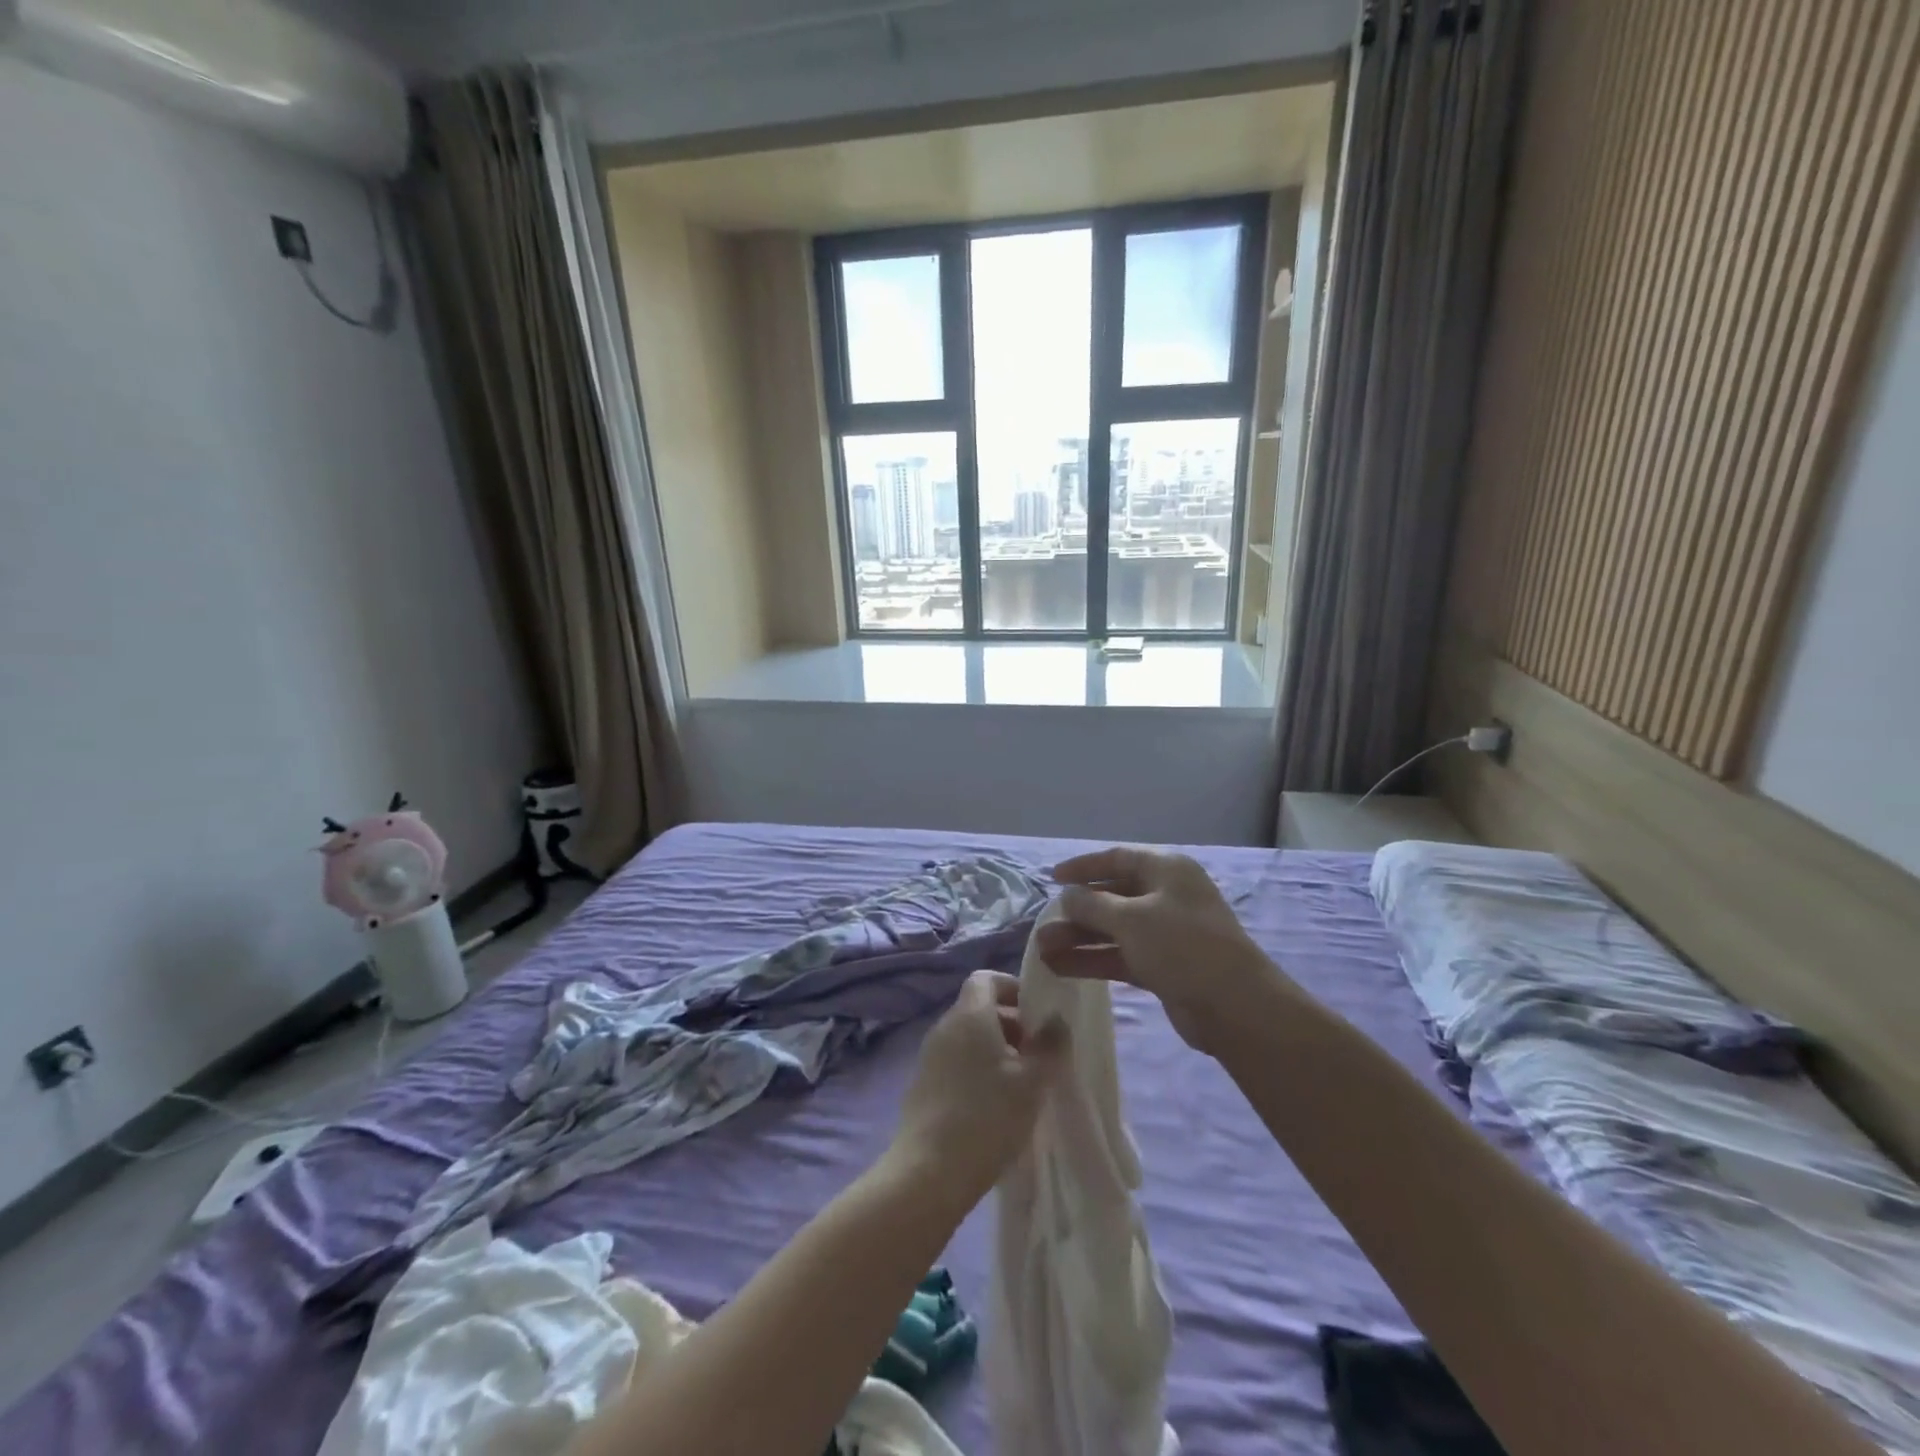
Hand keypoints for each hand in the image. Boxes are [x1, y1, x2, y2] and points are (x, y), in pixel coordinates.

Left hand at [886, 970, 1065, 1212]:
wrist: (929, 1172)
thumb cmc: (987, 1117)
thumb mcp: (1032, 1082)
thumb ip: (1049, 1046)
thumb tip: (1056, 1020)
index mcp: (969, 1015)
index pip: (986, 978)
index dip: (1012, 988)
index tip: (1037, 1014)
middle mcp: (945, 1026)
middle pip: (979, 1008)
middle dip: (1012, 1023)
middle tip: (1039, 1054)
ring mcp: (930, 1055)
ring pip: (968, 1036)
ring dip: (997, 1049)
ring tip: (1023, 1083)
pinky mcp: (924, 1084)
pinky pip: (956, 1061)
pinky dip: (978, 1069)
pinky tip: (996, 1104)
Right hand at [1038, 846, 1290, 1054]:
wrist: (1235, 1006)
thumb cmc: (1182, 946)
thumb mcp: (1131, 918)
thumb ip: (1092, 905)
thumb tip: (1067, 896)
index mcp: (1166, 869)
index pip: (1117, 858)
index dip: (1083, 866)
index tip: (1051, 878)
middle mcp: (1166, 895)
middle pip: (1112, 895)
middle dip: (1076, 911)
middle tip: (1042, 924)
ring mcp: (1165, 932)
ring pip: (1113, 929)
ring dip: (1079, 938)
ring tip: (1042, 950)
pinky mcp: (1163, 965)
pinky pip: (1120, 955)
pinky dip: (1093, 960)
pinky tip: (1061, 968)